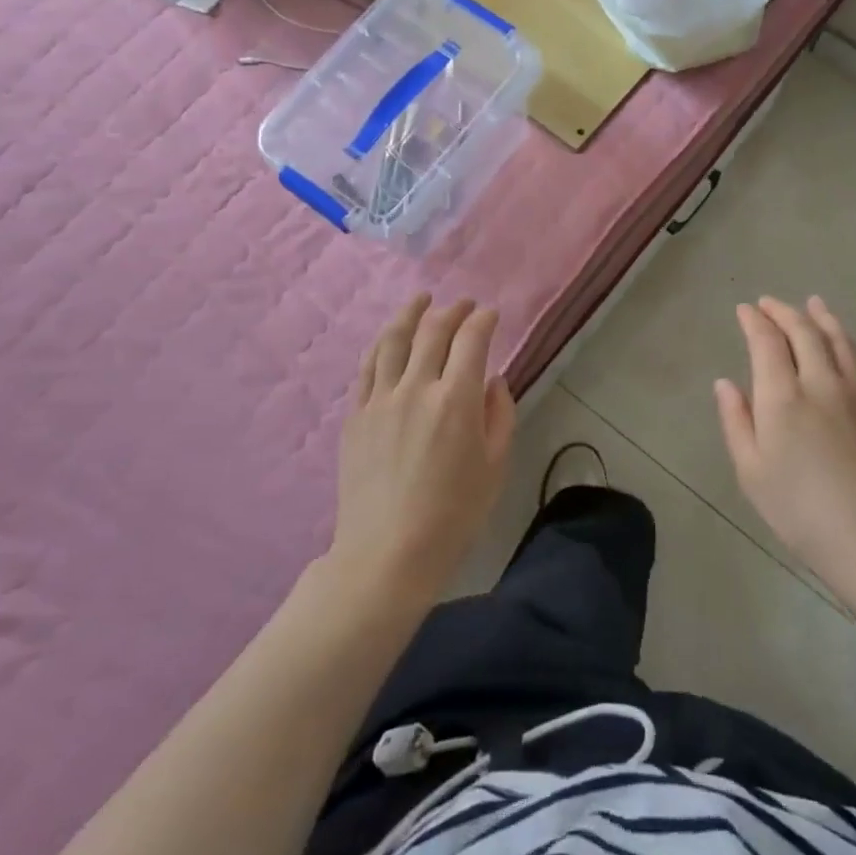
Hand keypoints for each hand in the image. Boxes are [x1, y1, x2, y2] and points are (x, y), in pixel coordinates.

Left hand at [333, 295, 516, 590]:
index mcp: (456, 400)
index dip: (483, 320)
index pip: (471, 340)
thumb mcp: (495, 466)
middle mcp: (416, 388)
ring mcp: (380, 400)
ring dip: (410, 313)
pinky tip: (389, 338)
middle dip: (452, 311)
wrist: (387, 554)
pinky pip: (367, 367)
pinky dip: (382, 344)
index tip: (491, 315)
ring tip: (421, 300)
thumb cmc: (453, 515)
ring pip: (393, 340)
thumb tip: (493, 381)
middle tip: (463, 304)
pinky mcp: (355, 415)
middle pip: (433, 331)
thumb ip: (499, 415)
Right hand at [714, 296, 855, 590]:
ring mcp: (854, 391)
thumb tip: (724, 383)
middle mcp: (819, 382)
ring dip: (818, 316)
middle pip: (802, 332)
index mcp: (782, 398)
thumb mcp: (752, 472)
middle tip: (767, 303)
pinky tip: (840, 337)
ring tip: (810, 303)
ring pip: (836, 338)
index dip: (754, 322)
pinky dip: (844, 337)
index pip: (766, 343)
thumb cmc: (800, 511)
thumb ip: (736, 422)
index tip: (744, 310)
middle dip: (782, 312)